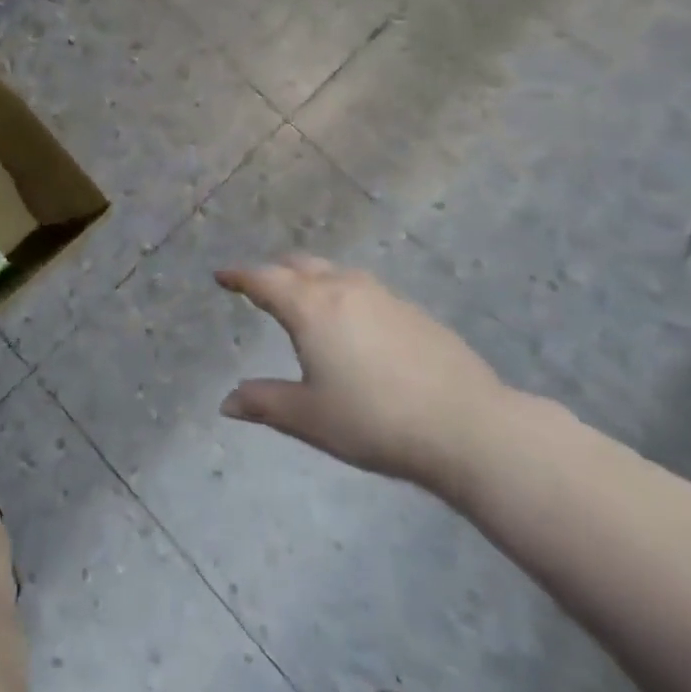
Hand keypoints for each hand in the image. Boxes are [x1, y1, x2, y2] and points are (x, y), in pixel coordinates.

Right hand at [217, 257, 507, 497]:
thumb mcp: (310, 418)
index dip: (239, 276)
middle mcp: (342, 288)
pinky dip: (344, 293)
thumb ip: (264, 404)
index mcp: (310, 307)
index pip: (264, 280)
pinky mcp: (412, 310)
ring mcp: (382, 295)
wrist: (469, 426)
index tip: (222, 276)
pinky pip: (364, 288)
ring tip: (306, 299)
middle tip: (261, 285)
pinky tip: (354, 323)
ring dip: (312, 277)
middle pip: (299, 265)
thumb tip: (226, 402)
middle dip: (275, 271)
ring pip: (335, 272)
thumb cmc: (375, 421)